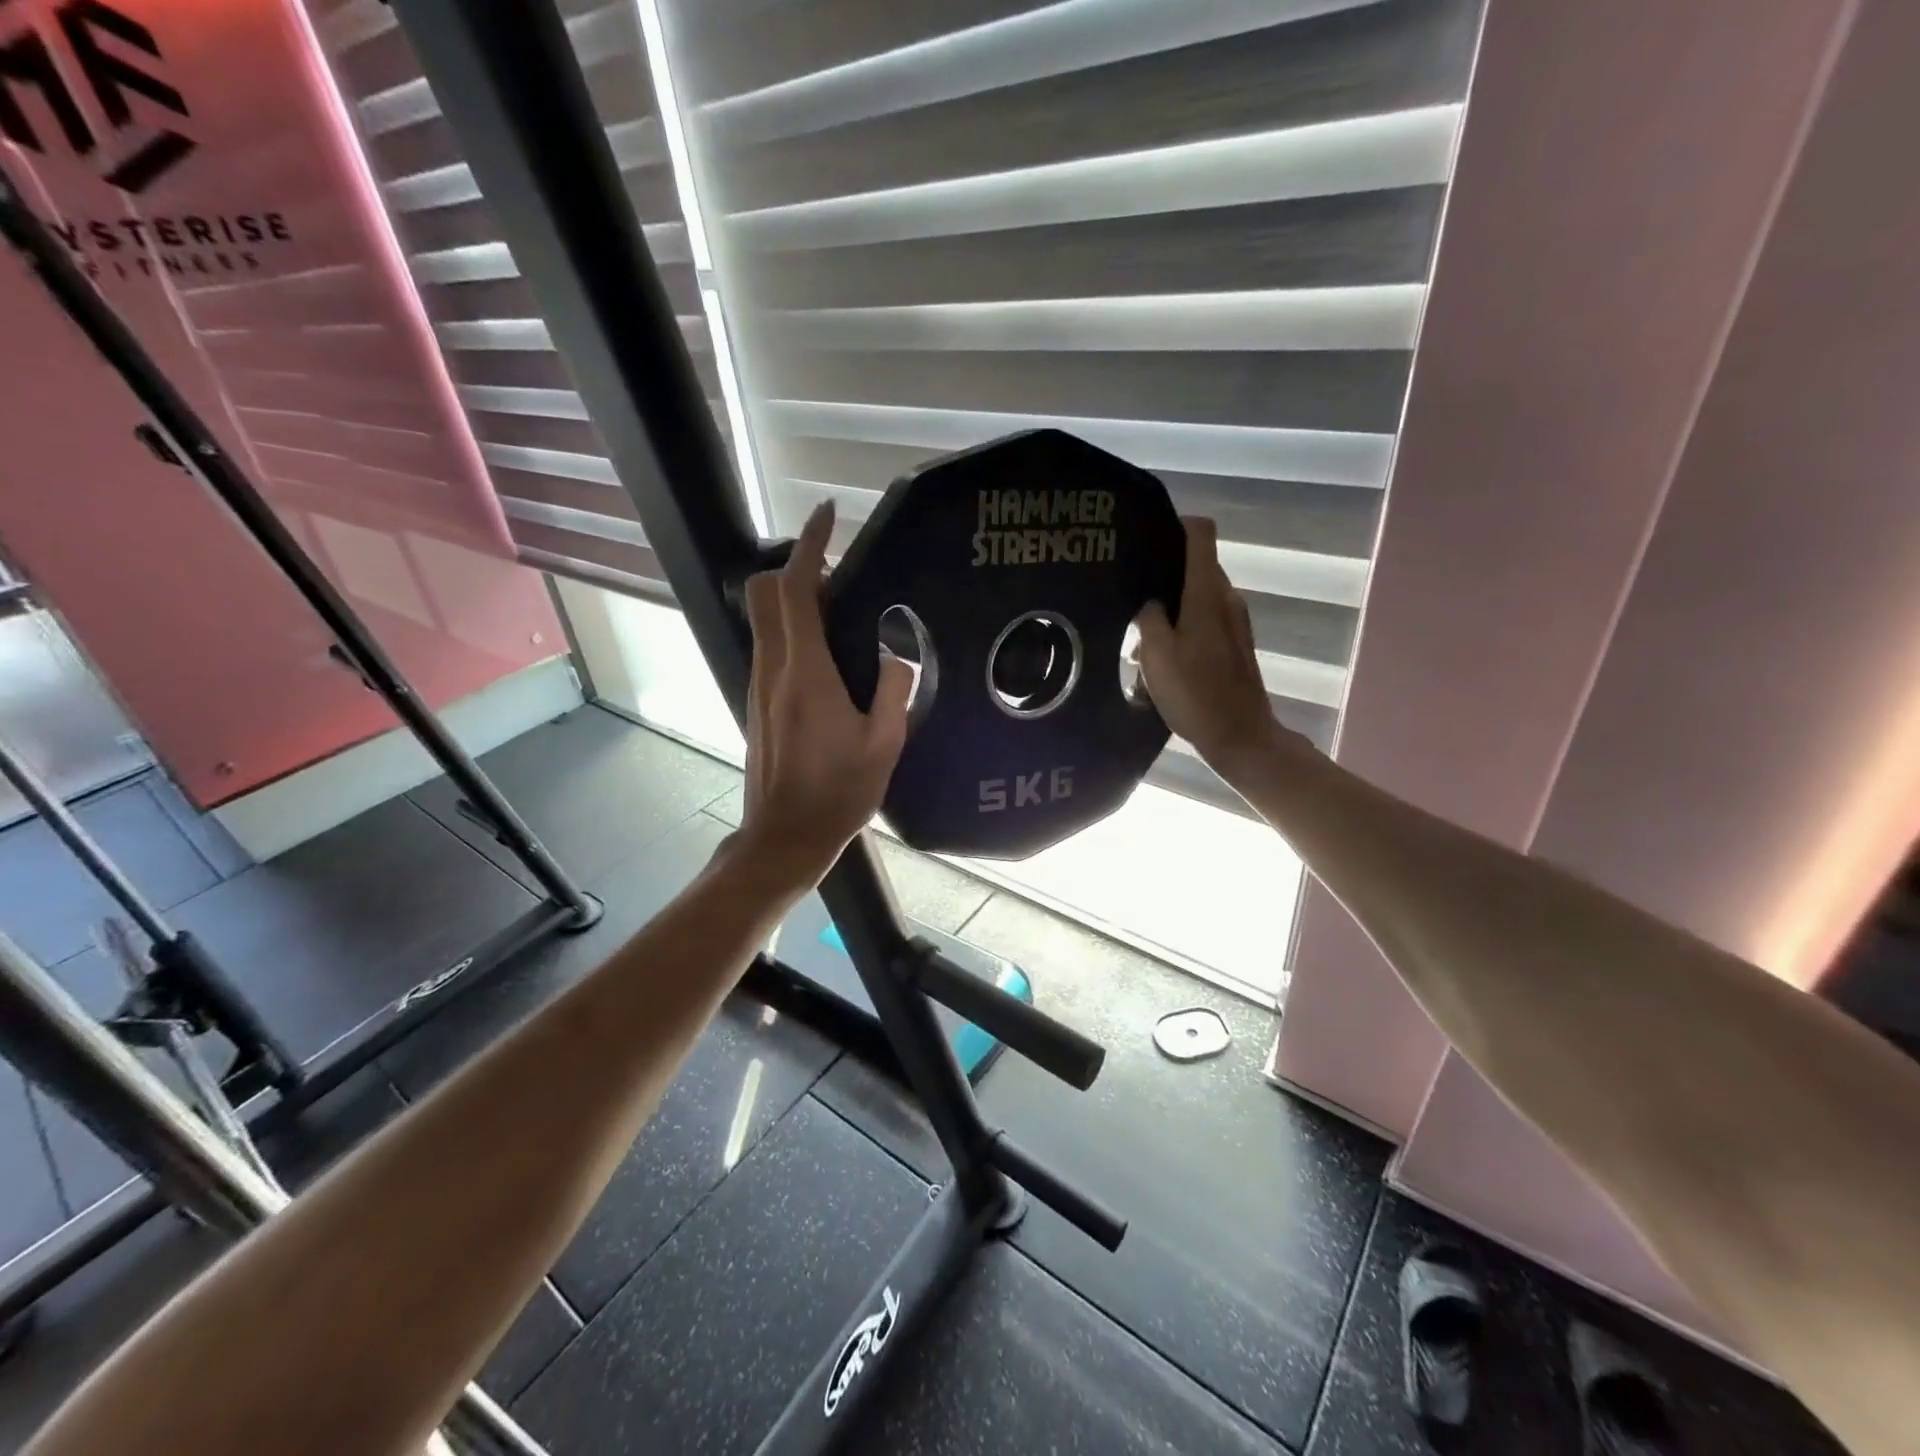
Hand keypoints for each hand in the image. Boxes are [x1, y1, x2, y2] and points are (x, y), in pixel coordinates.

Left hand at [735, 503, 912, 893]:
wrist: (785, 836)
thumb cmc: (838, 793)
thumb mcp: (884, 744)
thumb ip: (894, 690)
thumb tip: (895, 654)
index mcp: (805, 673)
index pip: (794, 590)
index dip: (809, 546)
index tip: (828, 516)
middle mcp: (773, 669)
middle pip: (764, 594)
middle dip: (794, 569)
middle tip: (839, 578)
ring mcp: (759, 686)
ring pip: (764, 620)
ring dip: (794, 601)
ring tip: (842, 614)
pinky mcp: (758, 702)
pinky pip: (770, 647)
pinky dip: (792, 631)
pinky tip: (830, 658)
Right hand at [1137, 517, 1306, 782]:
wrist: (1241, 737)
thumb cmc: (1197, 694)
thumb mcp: (1157, 655)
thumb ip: (1149, 618)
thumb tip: (1149, 601)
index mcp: (1207, 593)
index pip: (1200, 533)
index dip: (1174, 525)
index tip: (1144, 538)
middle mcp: (1226, 598)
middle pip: (1193, 567)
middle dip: (1161, 578)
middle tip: (1128, 596)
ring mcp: (1234, 621)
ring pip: (1195, 598)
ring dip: (1169, 611)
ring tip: (1138, 636)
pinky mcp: (1234, 644)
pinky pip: (1203, 621)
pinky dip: (1181, 629)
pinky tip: (1160, 658)